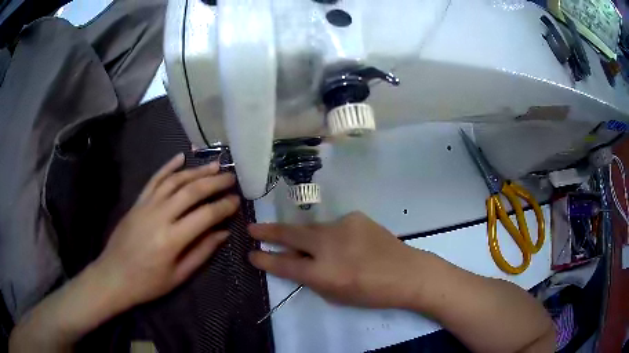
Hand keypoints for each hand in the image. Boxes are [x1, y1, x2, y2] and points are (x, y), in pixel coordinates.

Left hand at [93, 153, 239, 308]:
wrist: (114, 276)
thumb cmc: (148, 283)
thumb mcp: (178, 276)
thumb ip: (202, 252)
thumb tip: (223, 233)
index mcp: (172, 239)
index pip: (205, 215)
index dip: (224, 207)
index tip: (237, 202)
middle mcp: (159, 216)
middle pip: (191, 191)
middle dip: (214, 182)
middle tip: (231, 178)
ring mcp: (146, 205)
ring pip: (174, 181)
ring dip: (195, 171)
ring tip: (214, 166)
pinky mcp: (137, 202)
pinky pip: (154, 180)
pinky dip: (167, 166)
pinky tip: (180, 157)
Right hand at [248, 212, 431, 308]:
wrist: (407, 273)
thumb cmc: (371, 293)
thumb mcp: (335, 295)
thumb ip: (312, 279)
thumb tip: (296, 262)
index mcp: (323, 272)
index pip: (284, 263)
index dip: (265, 259)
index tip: (251, 254)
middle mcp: (328, 245)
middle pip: (290, 234)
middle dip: (268, 231)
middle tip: (252, 229)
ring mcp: (342, 226)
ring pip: (313, 229)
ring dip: (307, 238)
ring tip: (317, 248)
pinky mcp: (355, 217)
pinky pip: (335, 227)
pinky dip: (334, 236)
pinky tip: (348, 245)